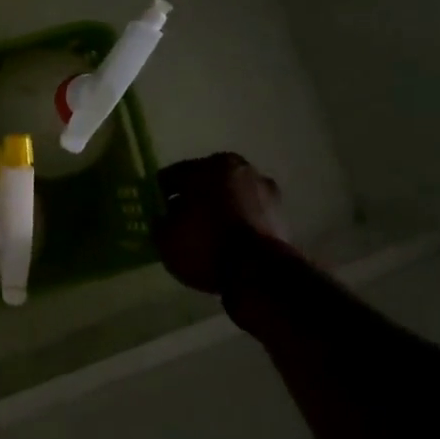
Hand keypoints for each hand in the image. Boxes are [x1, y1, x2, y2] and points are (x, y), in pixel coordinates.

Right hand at [152, 153, 289, 294]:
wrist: (259, 273)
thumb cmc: (205, 245)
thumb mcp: (164, 237)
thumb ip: (159, 221)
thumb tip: (163, 217)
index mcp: (209, 165)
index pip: (173, 176)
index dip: (161, 196)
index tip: (158, 214)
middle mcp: (240, 168)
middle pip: (205, 183)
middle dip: (193, 200)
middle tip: (182, 223)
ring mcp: (265, 190)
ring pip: (230, 197)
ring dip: (219, 210)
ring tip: (207, 236)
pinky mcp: (281, 214)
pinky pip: (248, 214)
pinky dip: (238, 223)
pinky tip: (228, 243)